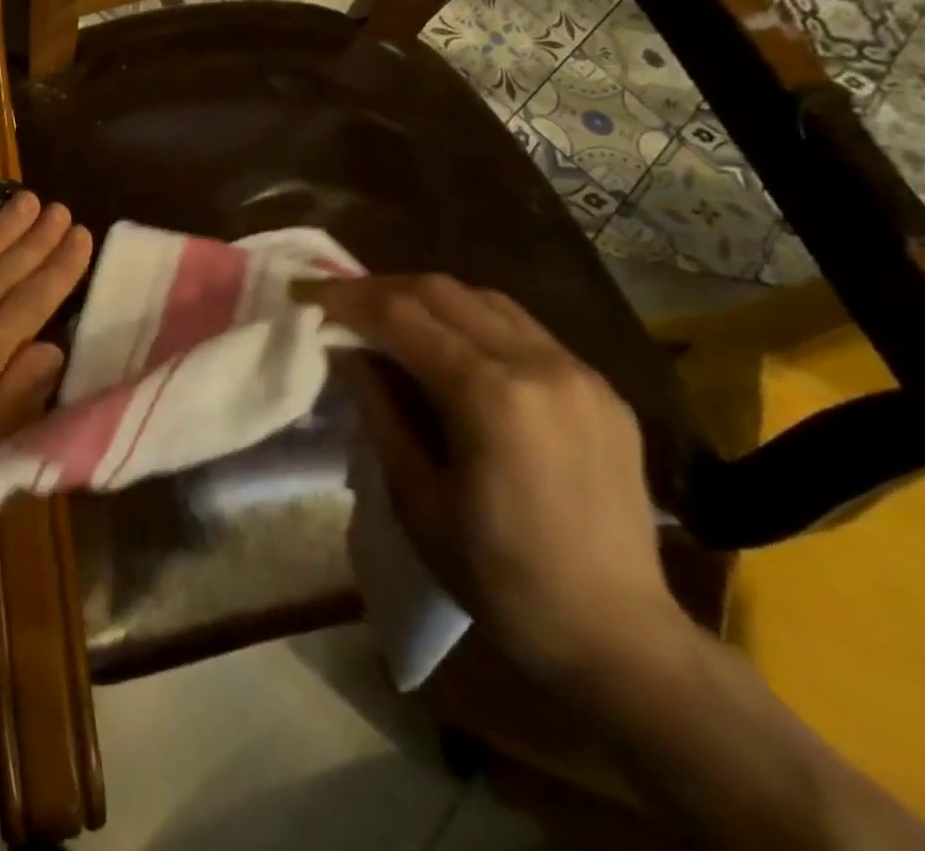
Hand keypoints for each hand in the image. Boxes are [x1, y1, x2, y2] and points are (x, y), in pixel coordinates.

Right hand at [305, 274, 687, 688]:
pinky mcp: (601, 388)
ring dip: (426, 298)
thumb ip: (379, 407)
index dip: (346, 298)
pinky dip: (470, 321)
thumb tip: (344, 349)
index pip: (402, 315)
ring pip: (485, 299)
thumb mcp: (415, 494)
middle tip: (338, 301)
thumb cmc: (498, 576)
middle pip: (442, 291)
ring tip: (387, 316)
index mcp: (492, 395)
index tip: (305, 293)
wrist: (618, 637)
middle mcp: (539, 364)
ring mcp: (579, 371)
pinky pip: (522, 329)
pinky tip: (449, 347)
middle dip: (380, 288)